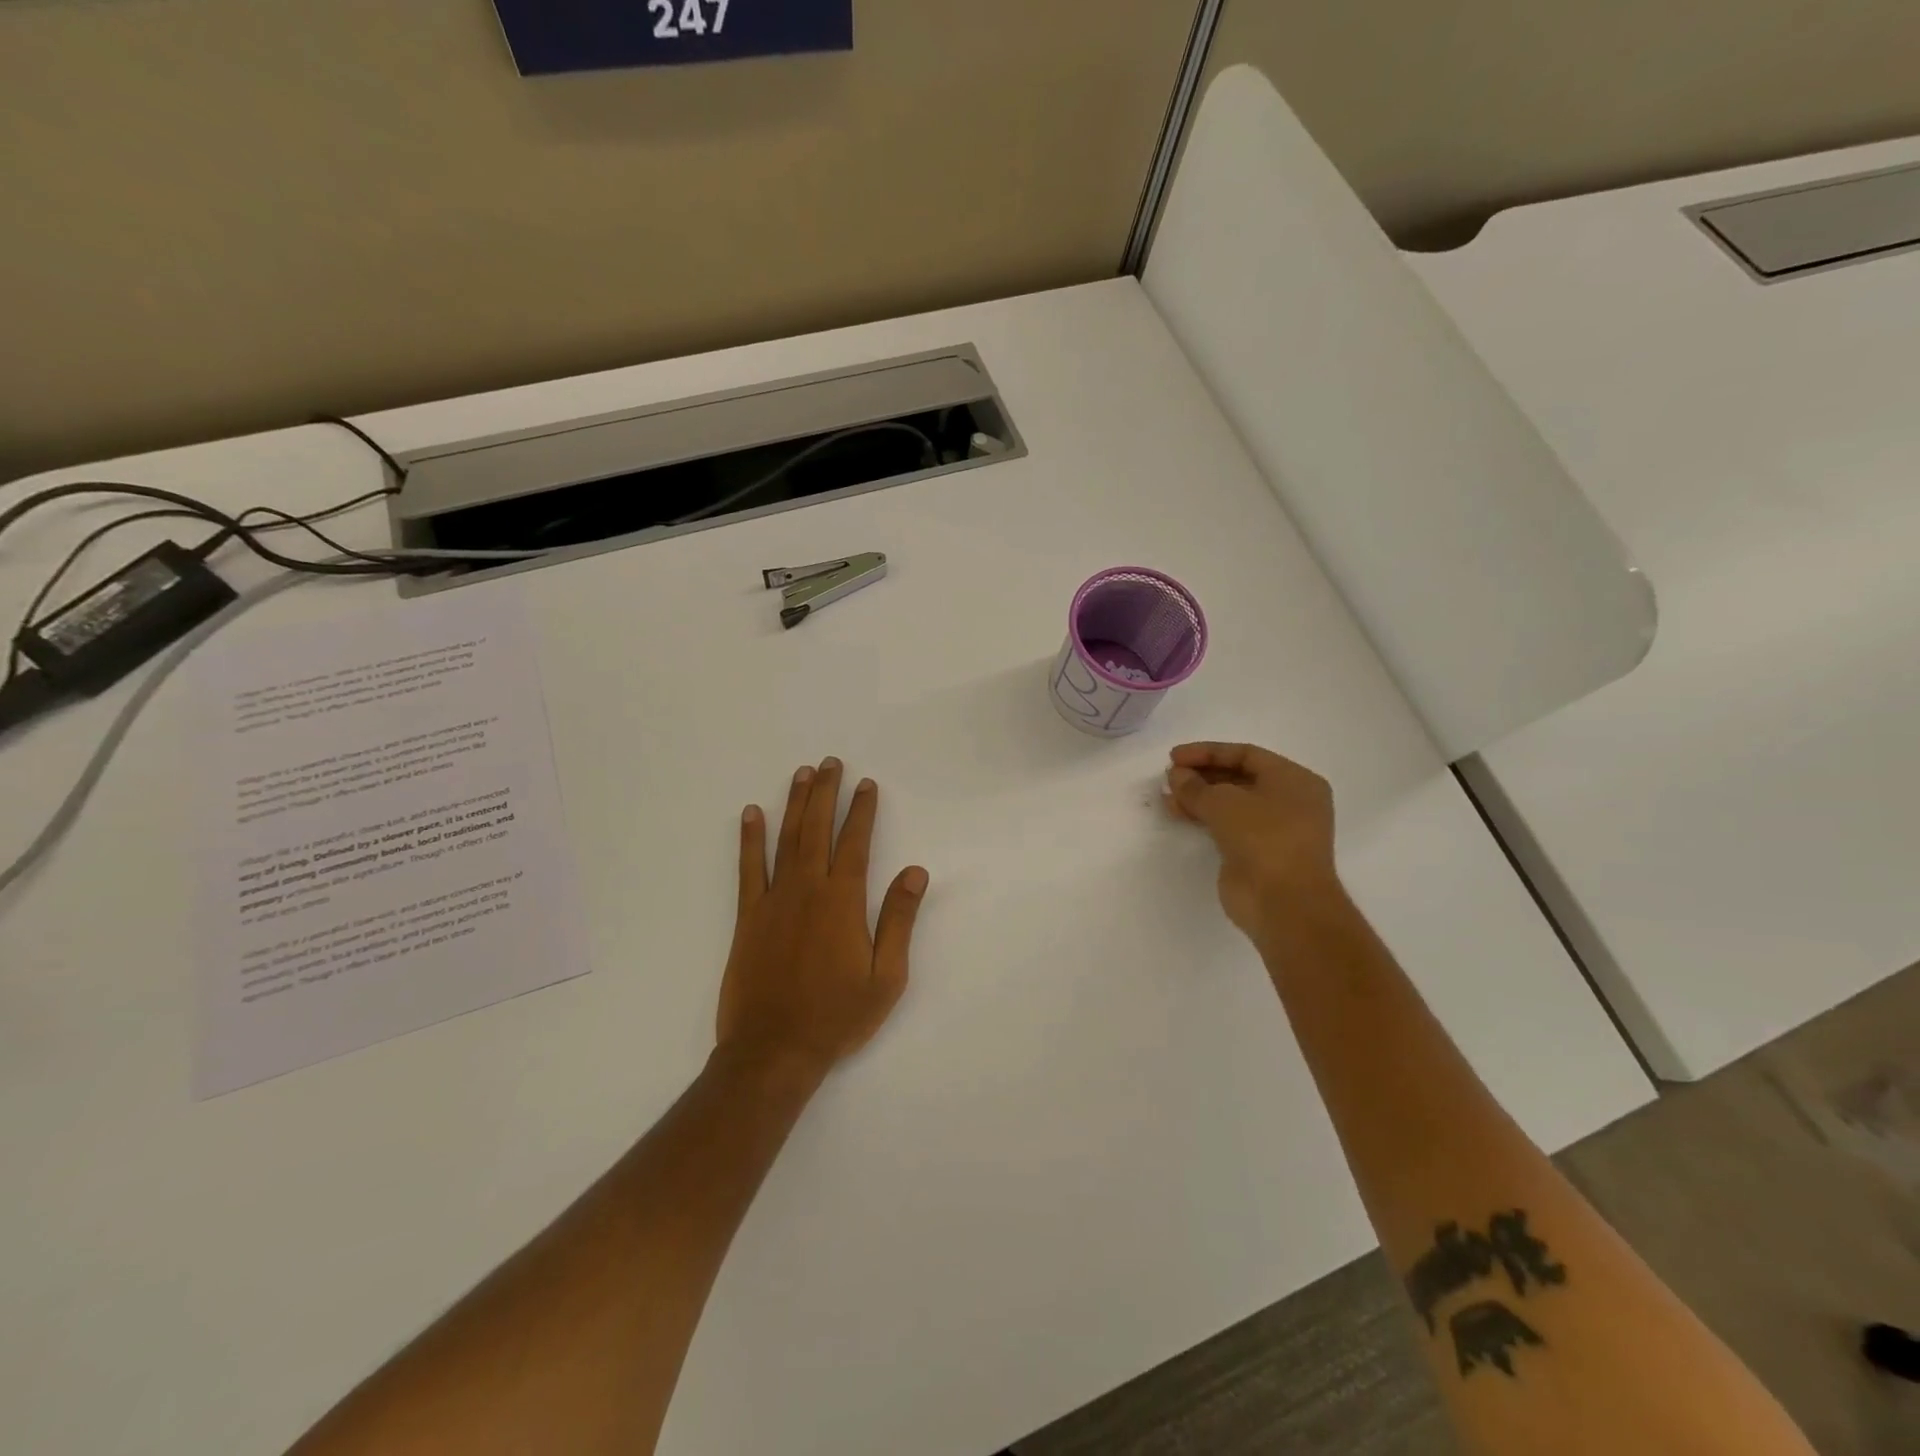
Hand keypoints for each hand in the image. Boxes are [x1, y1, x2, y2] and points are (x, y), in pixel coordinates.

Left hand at [717, 758, 929, 1078]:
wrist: (773, 1051)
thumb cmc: (837, 1016)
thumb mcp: (886, 976)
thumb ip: (898, 920)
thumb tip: (915, 871)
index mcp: (842, 901)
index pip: (855, 842)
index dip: (862, 810)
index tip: (866, 784)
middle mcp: (807, 889)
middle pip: (817, 829)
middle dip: (826, 793)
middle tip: (830, 762)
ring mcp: (773, 901)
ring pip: (786, 839)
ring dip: (794, 804)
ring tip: (801, 774)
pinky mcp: (748, 917)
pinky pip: (748, 868)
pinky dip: (750, 839)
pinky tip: (751, 814)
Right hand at [1163, 742, 1342, 947]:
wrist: (1284, 903)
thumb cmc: (1264, 839)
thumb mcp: (1224, 802)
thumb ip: (1195, 785)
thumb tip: (1176, 776)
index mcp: (1295, 780)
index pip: (1246, 754)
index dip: (1207, 752)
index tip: (1174, 757)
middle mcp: (1289, 801)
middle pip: (1238, 778)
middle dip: (1202, 775)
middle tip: (1170, 776)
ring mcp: (1274, 830)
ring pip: (1231, 804)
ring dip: (1199, 797)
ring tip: (1167, 796)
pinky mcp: (1258, 853)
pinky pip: (1227, 826)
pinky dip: (1204, 817)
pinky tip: (1178, 813)